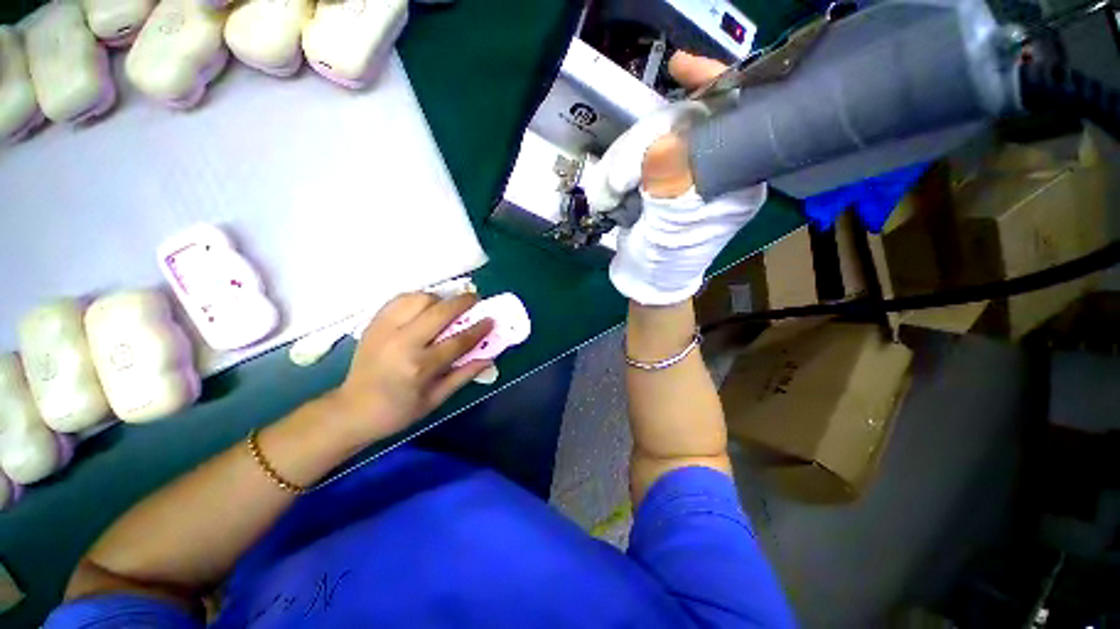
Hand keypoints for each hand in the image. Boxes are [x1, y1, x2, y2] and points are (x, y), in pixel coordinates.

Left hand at [326, 293, 493, 441]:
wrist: (351, 410)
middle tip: (475, 300)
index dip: (478, 329)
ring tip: (447, 306)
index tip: (491, 320)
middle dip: (463, 302)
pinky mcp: (374, 324)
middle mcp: (403, 343)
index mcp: (420, 367)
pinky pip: (400, 299)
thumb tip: (489, 359)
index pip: (458, 341)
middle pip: (439, 312)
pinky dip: (417, 298)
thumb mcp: (435, 400)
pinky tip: (425, 307)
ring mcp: (385, 330)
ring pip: (419, 299)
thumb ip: (464, 376)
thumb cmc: (398, 411)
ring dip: (439, 299)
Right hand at [583, 52, 767, 305]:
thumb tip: (654, 145)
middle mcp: (715, 169)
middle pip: (684, 123)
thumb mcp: (674, 219)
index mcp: (735, 175)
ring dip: (623, 163)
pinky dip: (619, 170)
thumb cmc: (666, 260)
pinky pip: (639, 157)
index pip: (731, 113)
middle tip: (618, 177)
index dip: (709, 84)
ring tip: (610, 194)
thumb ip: (672, 174)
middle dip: (643, 142)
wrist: (646, 284)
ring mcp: (684, 175)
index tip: (680, 68)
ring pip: (654, 140)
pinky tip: (613, 190)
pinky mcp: (659, 182)